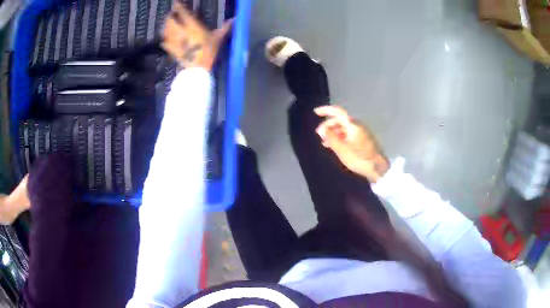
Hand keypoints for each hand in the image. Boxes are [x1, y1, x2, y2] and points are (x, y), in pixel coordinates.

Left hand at [162, 1, 231, 70]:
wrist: (198, 69)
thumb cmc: (209, 52)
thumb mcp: (219, 38)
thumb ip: (225, 28)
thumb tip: (234, 19)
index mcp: (192, 26)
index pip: (183, 13)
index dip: (178, 6)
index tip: (175, 2)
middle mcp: (181, 31)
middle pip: (171, 21)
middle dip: (170, 17)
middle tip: (171, 14)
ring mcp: (175, 41)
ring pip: (166, 31)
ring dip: (165, 26)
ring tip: (166, 24)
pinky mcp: (173, 51)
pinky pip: (166, 44)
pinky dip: (164, 40)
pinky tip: (164, 40)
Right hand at [315, 106, 389, 182]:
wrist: (378, 168)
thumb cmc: (359, 158)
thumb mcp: (341, 149)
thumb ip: (330, 137)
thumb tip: (322, 128)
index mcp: (353, 124)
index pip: (338, 112)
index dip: (326, 110)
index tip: (315, 112)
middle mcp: (358, 125)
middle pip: (340, 120)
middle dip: (328, 125)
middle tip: (319, 134)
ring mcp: (362, 132)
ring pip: (344, 128)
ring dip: (334, 132)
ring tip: (325, 143)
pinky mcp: (364, 139)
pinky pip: (349, 133)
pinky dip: (340, 137)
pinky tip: (335, 146)